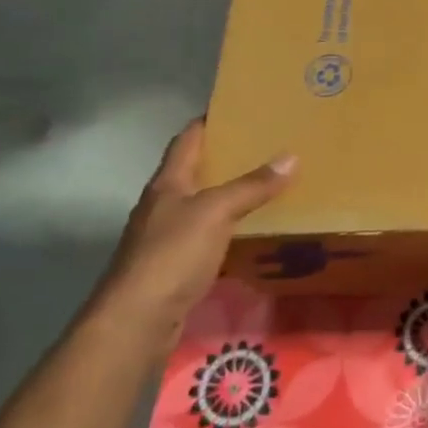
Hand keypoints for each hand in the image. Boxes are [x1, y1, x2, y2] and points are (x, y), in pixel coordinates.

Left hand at [91, 119, 295, 343]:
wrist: (137, 320)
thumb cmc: (172, 255)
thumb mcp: (216, 212)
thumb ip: (252, 186)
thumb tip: (291, 156)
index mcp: (168, 183)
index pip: (188, 139)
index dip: (210, 120)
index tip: (240, 108)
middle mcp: (164, 205)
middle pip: (196, 170)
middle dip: (227, 156)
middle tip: (267, 143)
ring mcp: (167, 236)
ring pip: (203, 203)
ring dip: (230, 192)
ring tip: (268, 182)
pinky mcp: (176, 265)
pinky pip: (208, 234)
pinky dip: (230, 226)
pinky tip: (253, 228)